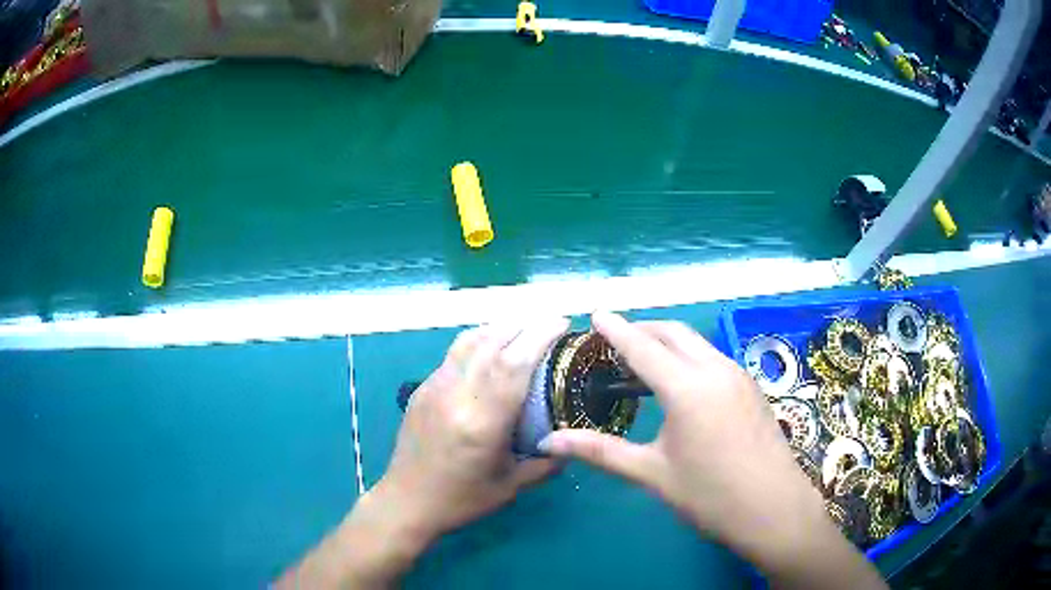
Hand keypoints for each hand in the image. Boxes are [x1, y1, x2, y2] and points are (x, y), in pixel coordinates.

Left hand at [277, 319, 568, 588]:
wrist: (406, 500)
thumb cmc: (461, 499)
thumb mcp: (510, 486)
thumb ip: (545, 463)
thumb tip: (572, 443)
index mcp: (482, 422)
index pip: (514, 365)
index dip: (539, 336)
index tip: (562, 323)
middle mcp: (456, 395)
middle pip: (493, 343)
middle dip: (525, 325)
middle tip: (550, 324)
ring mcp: (435, 387)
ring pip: (469, 341)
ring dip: (500, 328)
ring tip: (523, 330)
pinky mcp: (422, 388)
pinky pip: (454, 353)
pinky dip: (478, 341)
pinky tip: (490, 349)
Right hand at [540, 312, 884, 588]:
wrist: (774, 508)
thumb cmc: (710, 495)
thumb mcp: (652, 474)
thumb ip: (601, 451)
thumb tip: (549, 441)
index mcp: (687, 389)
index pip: (642, 347)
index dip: (616, 329)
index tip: (596, 313)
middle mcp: (715, 370)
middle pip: (674, 333)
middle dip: (643, 329)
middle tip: (616, 340)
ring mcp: (739, 376)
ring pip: (697, 343)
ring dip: (668, 342)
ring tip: (644, 362)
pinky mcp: (751, 388)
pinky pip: (713, 358)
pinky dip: (689, 357)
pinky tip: (682, 384)